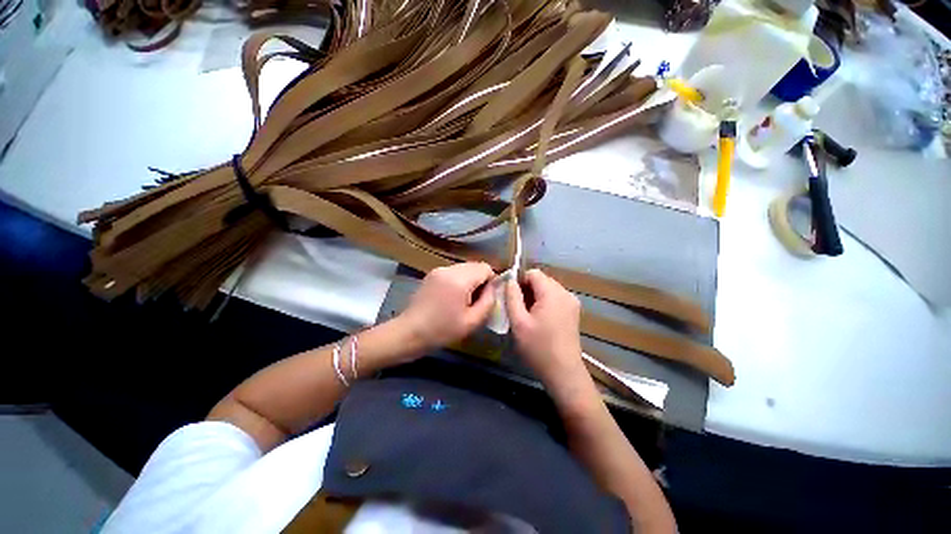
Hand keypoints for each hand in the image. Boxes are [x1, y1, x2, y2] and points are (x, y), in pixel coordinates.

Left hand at [399, 262, 496, 351]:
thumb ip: (489, 301)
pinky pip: (453, 272)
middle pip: (475, 266)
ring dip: (469, 280)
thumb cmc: (442, 330)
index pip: (485, 268)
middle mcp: (449, 269)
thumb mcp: (472, 321)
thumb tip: (494, 287)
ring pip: (464, 268)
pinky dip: (458, 280)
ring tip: (462, 301)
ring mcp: (438, 270)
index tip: (486, 298)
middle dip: (480, 280)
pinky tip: (451, 297)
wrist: (409, 332)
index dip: (491, 281)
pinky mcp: (431, 274)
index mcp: (459, 279)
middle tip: (475, 301)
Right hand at [506, 269, 585, 388]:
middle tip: (518, 308)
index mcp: (552, 293)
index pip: (533, 273)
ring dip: (536, 296)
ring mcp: (572, 302)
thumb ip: (512, 297)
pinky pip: (555, 298)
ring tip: (527, 315)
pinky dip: (545, 303)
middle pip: (542, 280)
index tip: (512, 297)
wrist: (563, 372)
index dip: (520, 280)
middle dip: (527, 289)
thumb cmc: (538, 347)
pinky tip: (540, 320)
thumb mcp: (518, 321)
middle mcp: (565, 293)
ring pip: (548, 289)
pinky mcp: (574, 312)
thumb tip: (510, 281)